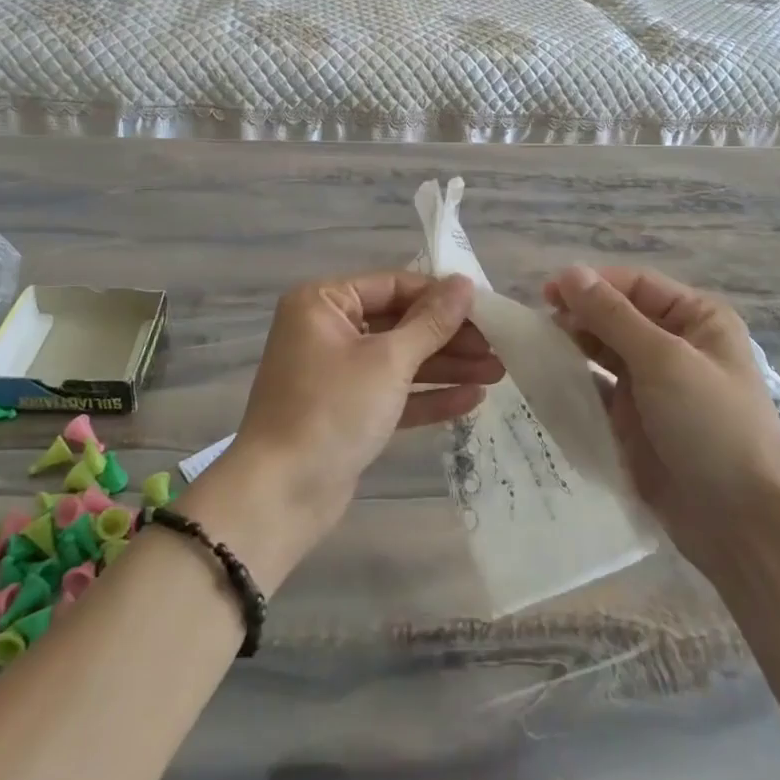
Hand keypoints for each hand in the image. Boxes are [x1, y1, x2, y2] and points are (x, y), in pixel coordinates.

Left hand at [193, 272, 499, 587]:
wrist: (280, 495)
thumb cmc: (332, 410)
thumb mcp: (388, 361)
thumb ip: (430, 322)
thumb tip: (464, 283)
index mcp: (323, 303)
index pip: (393, 286)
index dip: (441, 296)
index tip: (486, 308)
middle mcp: (326, 330)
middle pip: (399, 323)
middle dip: (449, 337)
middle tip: (499, 345)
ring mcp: (336, 373)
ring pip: (400, 360)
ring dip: (447, 366)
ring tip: (499, 372)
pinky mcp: (347, 411)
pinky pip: (392, 393)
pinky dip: (427, 396)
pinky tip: (472, 399)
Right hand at [544, 265, 779, 573]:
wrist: (741, 523)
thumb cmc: (712, 426)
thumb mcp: (664, 360)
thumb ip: (613, 316)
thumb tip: (569, 273)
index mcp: (697, 319)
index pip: (635, 285)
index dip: (591, 285)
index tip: (546, 295)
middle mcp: (675, 346)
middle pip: (616, 317)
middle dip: (578, 318)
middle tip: (536, 329)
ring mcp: (654, 386)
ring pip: (603, 354)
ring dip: (572, 350)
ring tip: (535, 354)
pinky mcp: (635, 422)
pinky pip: (597, 392)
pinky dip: (574, 386)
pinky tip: (545, 385)